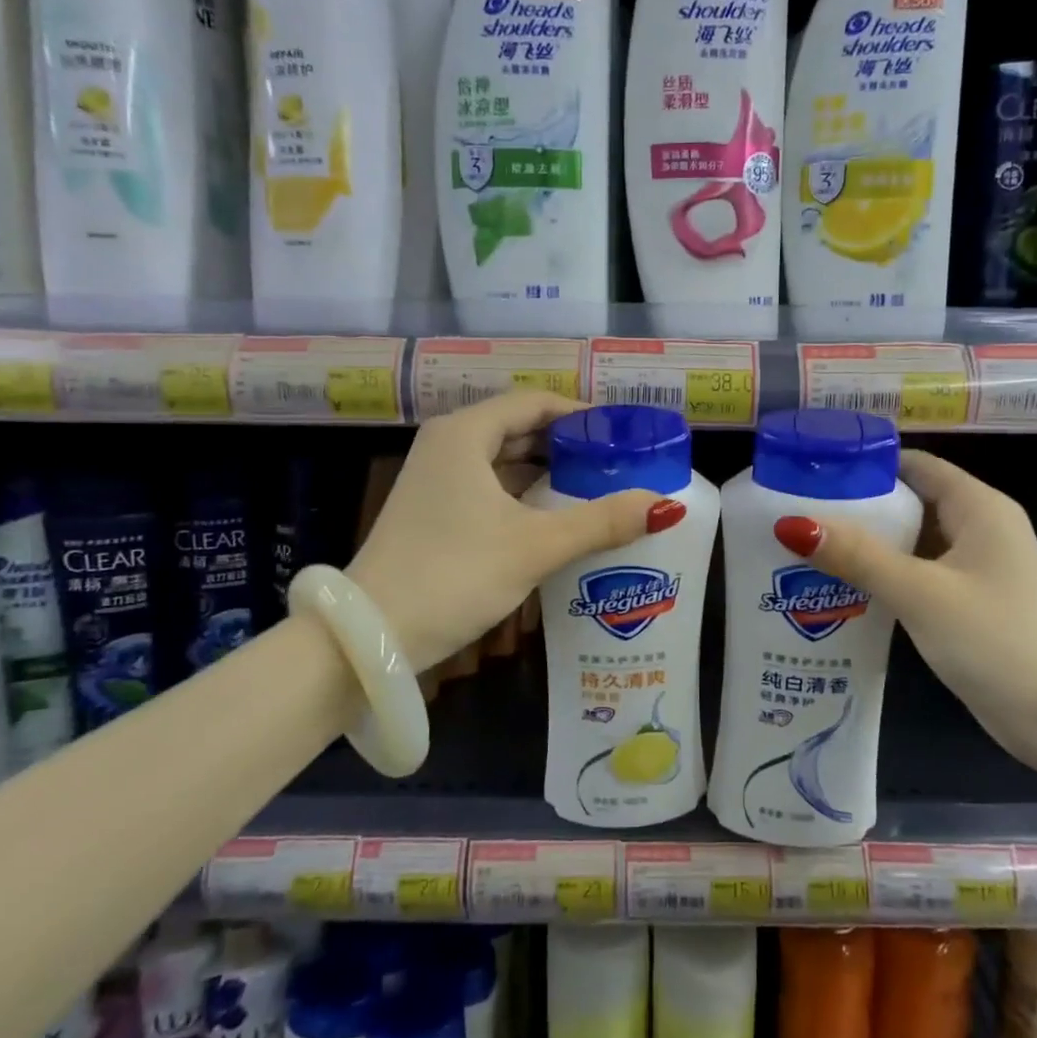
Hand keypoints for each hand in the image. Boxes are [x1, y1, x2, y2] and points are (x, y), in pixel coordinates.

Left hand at [347, 391, 685, 671]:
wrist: (370, 635)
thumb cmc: (454, 574)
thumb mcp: (535, 545)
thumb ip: (601, 522)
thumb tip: (665, 506)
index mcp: (465, 433)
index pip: (535, 402)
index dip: (581, 414)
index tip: (622, 435)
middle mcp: (447, 445)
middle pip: (519, 428)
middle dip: (569, 445)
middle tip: (618, 464)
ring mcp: (435, 480)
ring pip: (504, 461)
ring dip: (547, 472)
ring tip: (597, 489)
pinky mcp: (433, 512)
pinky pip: (490, 488)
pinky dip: (524, 495)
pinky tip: (555, 517)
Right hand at [773, 450, 1036, 775]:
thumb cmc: (999, 642)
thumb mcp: (921, 593)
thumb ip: (858, 556)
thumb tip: (792, 523)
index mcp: (979, 508)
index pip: (914, 465)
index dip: (865, 464)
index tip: (812, 472)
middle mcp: (980, 529)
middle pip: (910, 501)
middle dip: (857, 506)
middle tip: (796, 513)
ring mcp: (977, 570)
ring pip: (912, 542)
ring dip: (867, 545)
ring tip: (805, 547)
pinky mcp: (970, 605)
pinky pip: (919, 575)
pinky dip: (884, 576)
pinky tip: (842, 589)